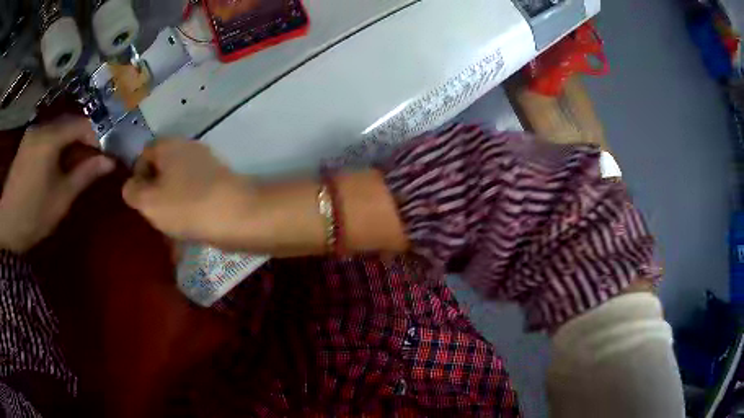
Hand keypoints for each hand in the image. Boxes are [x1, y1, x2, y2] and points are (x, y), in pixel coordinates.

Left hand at [0, 117, 114, 251]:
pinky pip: (46, 136)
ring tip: (74, 166)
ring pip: (57, 130)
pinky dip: (56, 146)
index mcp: (50, 138)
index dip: (97, 137)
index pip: (82, 124)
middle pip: (69, 124)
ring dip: (69, 144)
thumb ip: (84, 175)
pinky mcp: (26, 142)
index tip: (104, 155)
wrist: (6, 222)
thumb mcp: (61, 199)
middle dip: (82, 140)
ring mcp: (32, 133)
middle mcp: (41, 127)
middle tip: (91, 162)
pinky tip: (56, 165)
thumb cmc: (33, 214)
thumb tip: (109, 162)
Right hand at [122, 139, 255, 246]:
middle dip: (154, 194)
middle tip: (153, 217)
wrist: (238, 216)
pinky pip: (194, 196)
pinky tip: (186, 235)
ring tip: (168, 231)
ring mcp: (207, 166)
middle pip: (162, 170)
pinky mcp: (220, 184)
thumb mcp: (148, 201)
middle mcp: (188, 149)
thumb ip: (132, 191)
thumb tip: (131, 186)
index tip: (139, 200)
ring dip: (170, 206)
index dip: (137, 176)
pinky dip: (188, 212)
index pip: (144, 153)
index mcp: (169, 146)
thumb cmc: (186, 205)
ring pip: (178, 185)